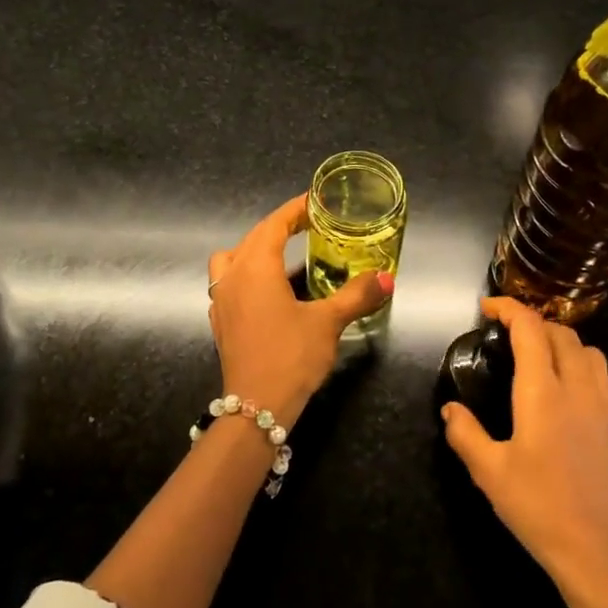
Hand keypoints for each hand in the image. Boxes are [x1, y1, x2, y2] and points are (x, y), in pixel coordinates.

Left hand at [207, 195, 393, 421]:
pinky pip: (228, 281)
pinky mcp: (220, 320)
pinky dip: (246, 272)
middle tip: (310, 223)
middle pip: (254, 237)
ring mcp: (222, 299)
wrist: (256, 406)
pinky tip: (268, 289)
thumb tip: (387, 277)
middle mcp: (233, 276)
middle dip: (280, 225)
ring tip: (283, 254)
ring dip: (255, 248)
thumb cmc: (291, 356)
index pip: (274, 224)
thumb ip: (356, 295)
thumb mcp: (328, 322)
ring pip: (232, 257)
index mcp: (256, 268)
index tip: (316, 201)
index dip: (295, 209)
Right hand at [442, 297, 607, 596]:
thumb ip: (465, 434)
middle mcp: (576, 387)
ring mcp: (599, 405)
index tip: (486, 308)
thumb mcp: (489, 472)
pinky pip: (597, 372)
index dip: (509, 308)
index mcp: (543, 391)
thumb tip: (451, 409)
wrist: (598, 550)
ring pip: (586, 348)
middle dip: (532, 321)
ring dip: (559, 338)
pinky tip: (557, 387)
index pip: (530, 328)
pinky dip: (576, 359)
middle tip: (504, 332)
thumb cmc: (539, 507)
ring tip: (533, 353)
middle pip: (560, 331)